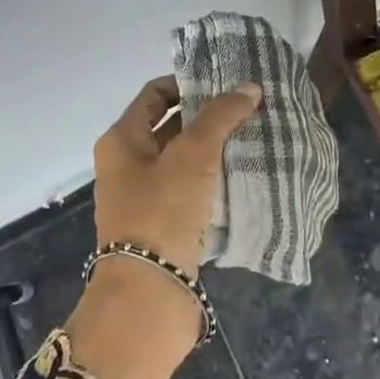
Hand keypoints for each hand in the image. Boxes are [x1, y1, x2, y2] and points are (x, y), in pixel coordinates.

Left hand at [68, 75, 260, 378]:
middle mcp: (128, 164)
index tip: (227, 80)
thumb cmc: (162, 213)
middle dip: (209, 115)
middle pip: (171, 125)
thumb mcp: (193, 155)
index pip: (155, 93)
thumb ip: (221, 116)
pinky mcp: (165, 225)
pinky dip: (215, 179)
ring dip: (216, 148)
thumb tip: (250, 87)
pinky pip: (192, 190)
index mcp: (122, 140)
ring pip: (185, 159)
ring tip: (257, 136)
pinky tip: (247, 174)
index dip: (189, 82)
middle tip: (251, 106)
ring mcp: (146, 197)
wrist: (148, 298)